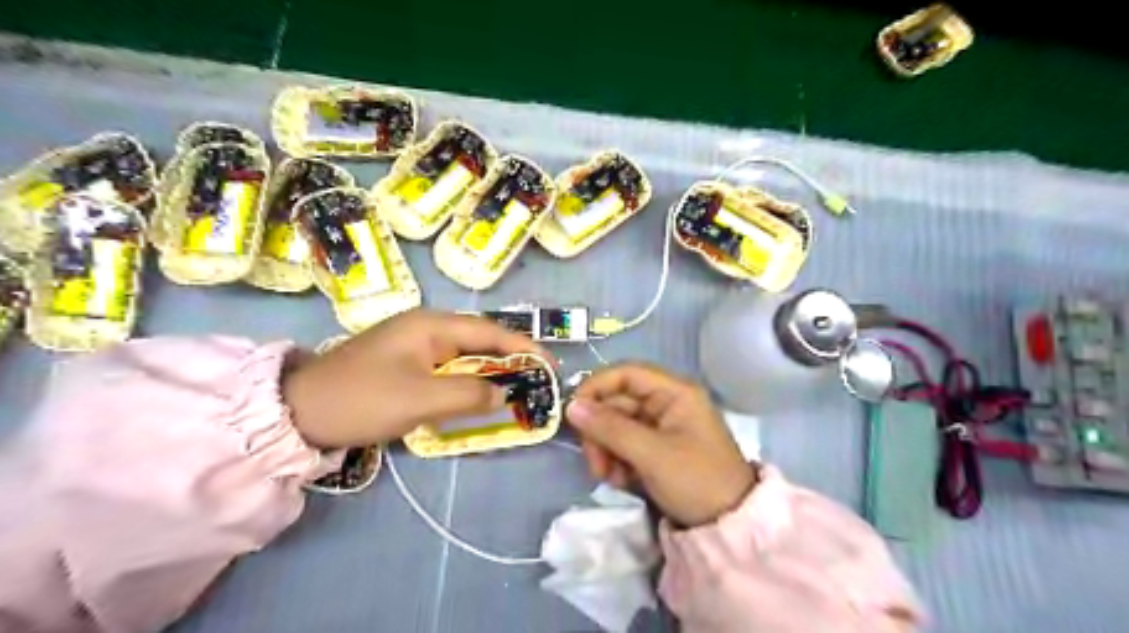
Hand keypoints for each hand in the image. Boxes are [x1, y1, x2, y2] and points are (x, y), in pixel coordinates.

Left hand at [283, 309, 546, 446]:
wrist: (299, 411)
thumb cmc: (363, 398)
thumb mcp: (420, 398)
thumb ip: (469, 395)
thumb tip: (504, 394)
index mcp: (432, 325)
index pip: (490, 331)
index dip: (524, 347)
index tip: (551, 365)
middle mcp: (426, 328)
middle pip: (480, 340)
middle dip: (511, 359)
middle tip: (538, 381)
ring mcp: (414, 346)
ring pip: (465, 356)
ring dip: (490, 372)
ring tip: (518, 389)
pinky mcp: (405, 364)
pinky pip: (448, 369)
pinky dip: (468, 382)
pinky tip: (479, 396)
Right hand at [569, 364, 751, 525]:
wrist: (729, 526)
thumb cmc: (696, 480)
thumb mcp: (651, 454)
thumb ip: (610, 428)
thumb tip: (571, 406)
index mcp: (674, 392)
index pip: (626, 374)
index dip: (596, 387)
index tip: (573, 411)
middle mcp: (667, 403)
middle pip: (618, 402)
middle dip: (600, 431)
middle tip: (594, 462)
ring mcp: (662, 427)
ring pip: (617, 426)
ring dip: (606, 449)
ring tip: (608, 476)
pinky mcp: (656, 449)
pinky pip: (625, 444)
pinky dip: (617, 460)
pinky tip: (619, 480)